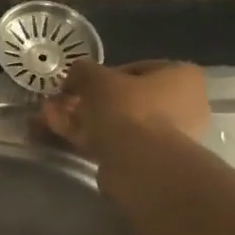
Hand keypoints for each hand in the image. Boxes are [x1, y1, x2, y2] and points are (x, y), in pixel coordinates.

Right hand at [39, 60, 210, 156]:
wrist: (141, 165)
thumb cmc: (128, 110)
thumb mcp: (97, 79)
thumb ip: (83, 71)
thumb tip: (75, 73)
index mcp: (182, 77)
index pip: (137, 69)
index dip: (103, 75)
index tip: (80, 83)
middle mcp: (184, 106)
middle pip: (126, 99)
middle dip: (89, 101)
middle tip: (62, 102)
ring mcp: (168, 138)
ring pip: (118, 124)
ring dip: (84, 119)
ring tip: (51, 117)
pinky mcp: (149, 163)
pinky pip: (116, 144)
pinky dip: (90, 138)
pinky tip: (62, 134)